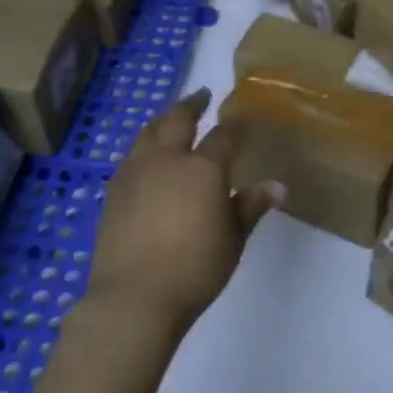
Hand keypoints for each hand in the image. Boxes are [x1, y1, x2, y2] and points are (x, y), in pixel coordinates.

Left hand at [86, 91, 282, 331]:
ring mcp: (135, 173)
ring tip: (170, 118)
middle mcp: (167, 160)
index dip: (235, 124)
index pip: (223, 136)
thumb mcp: (233, 240)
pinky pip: (132, 156)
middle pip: (177, 120)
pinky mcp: (114, 191)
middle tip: (201, 95)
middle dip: (191, 104)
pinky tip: (146, 157)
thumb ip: (251, 207)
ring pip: (148, 133)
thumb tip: (277, 186)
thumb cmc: (194, 269)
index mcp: (202, 169)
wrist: (134, 297)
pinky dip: (144, 146)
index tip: (241, 116)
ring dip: (163, 120)